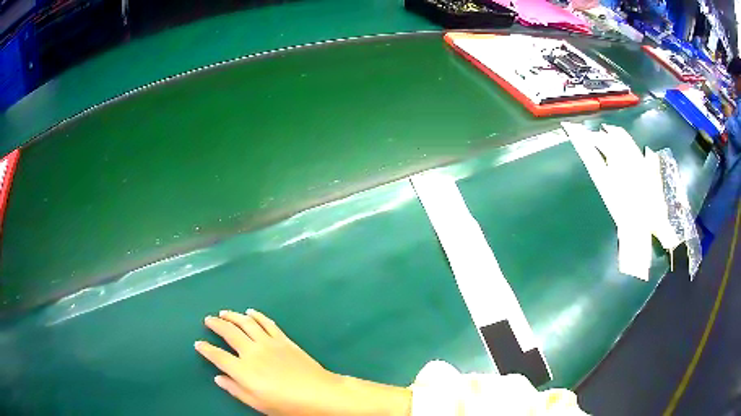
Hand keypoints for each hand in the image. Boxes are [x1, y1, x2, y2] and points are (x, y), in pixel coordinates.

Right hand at [195, 310, 410, 415]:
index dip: (206, 349)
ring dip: (233, 315)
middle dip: (216, 324)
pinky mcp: (283, 339)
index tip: (198, 343)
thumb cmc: (287, 404)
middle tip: (208, 319)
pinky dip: (257, 315)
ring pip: (246, 323)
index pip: (218, 356)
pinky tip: (250, 312)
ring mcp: (268, 343)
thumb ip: (236, 389)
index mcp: (243, 370)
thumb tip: (218, 378)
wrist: (319, 393)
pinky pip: (267, 323)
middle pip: (229, 332)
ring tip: (224, 312)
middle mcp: (252, 352)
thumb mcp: (258, 403)